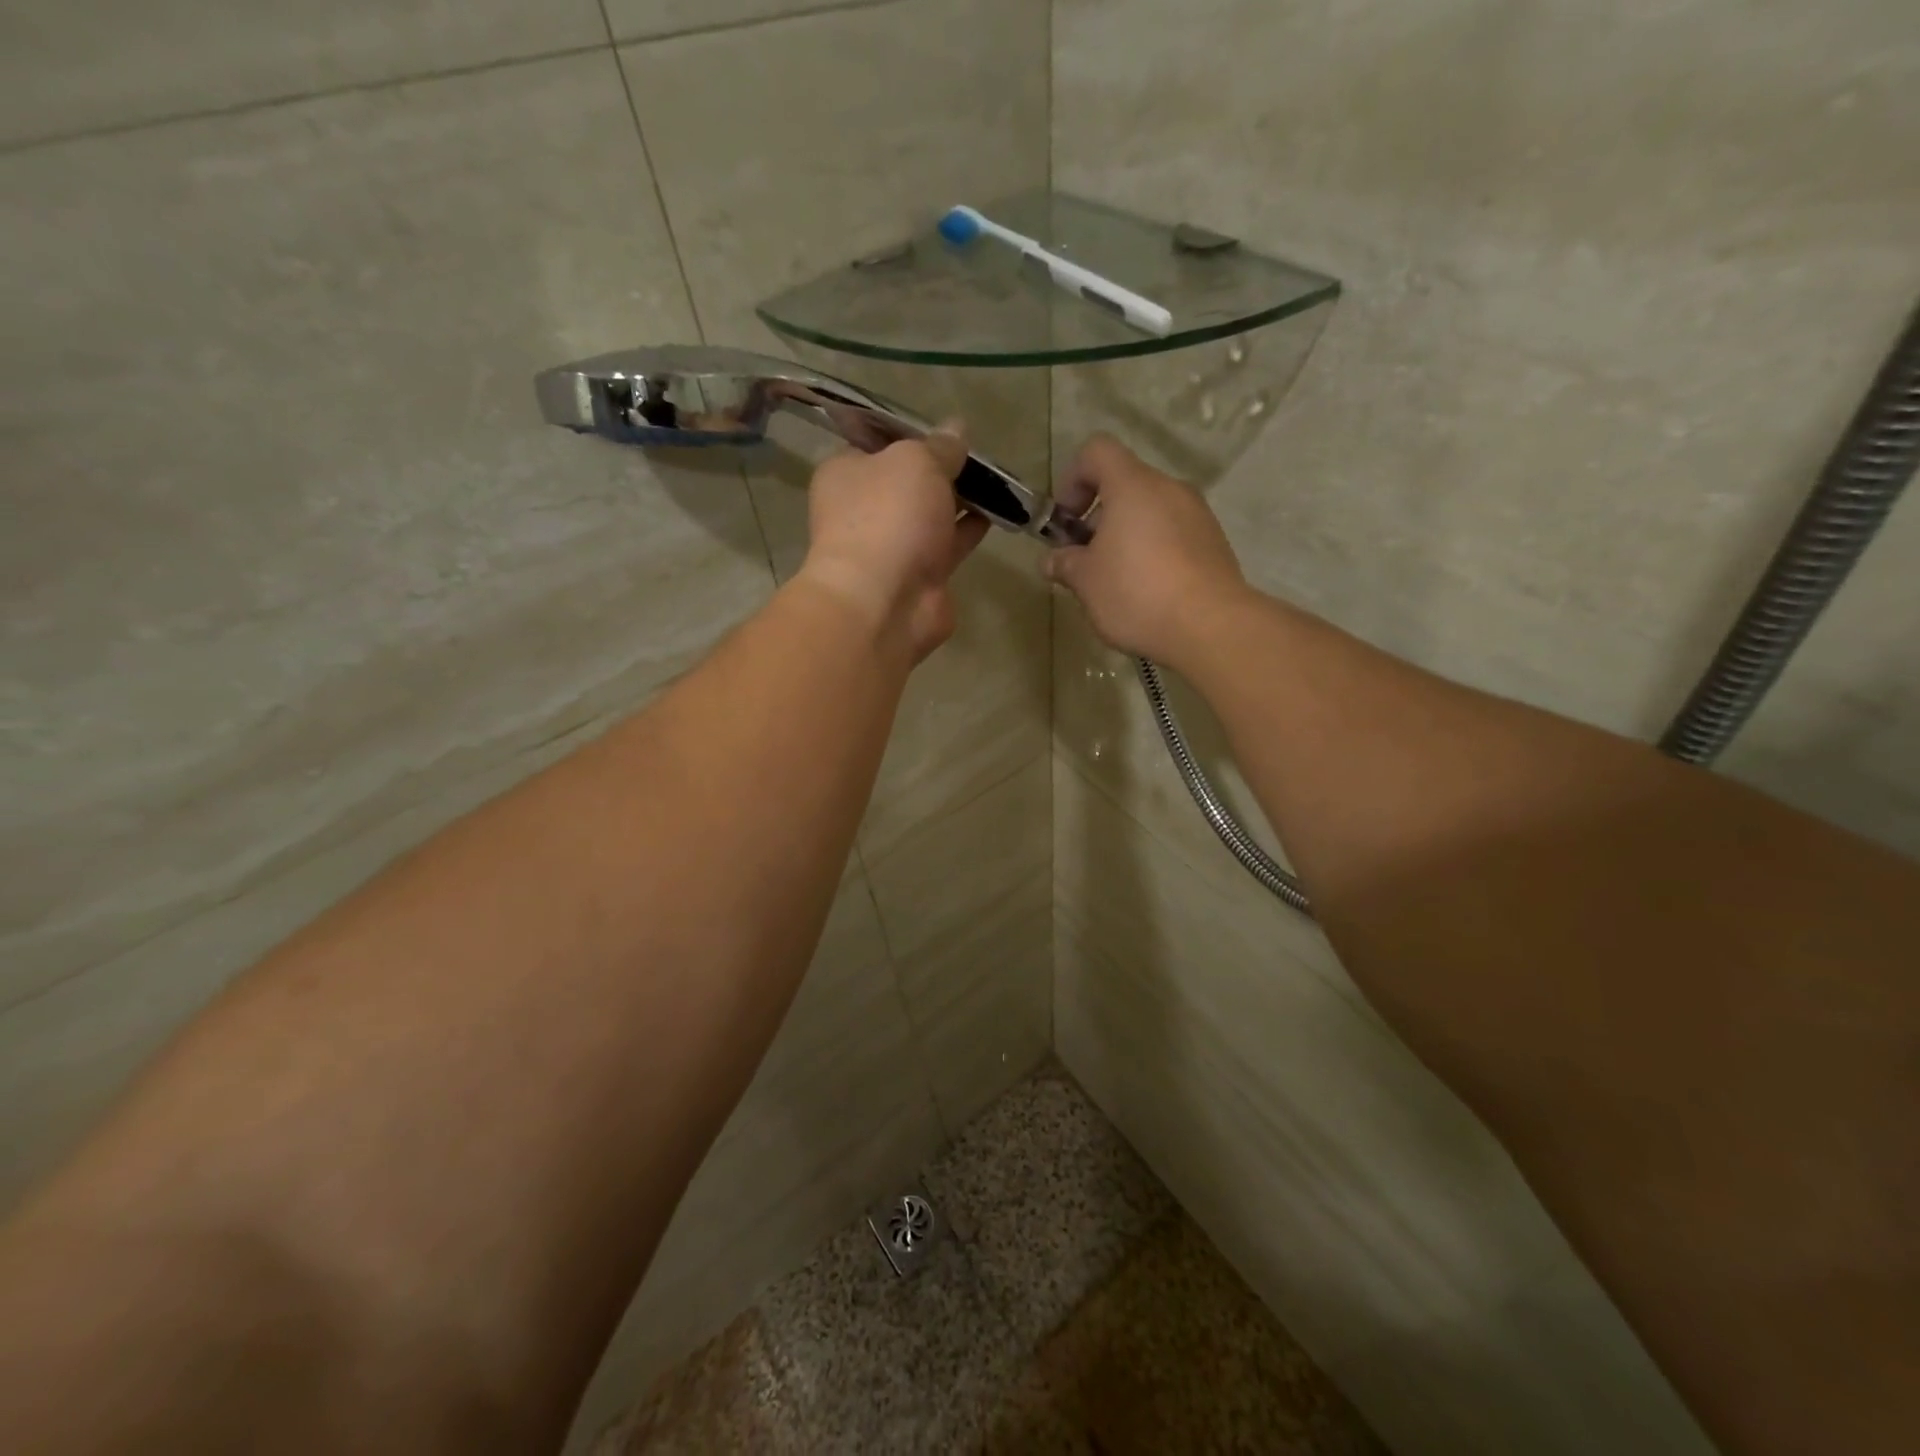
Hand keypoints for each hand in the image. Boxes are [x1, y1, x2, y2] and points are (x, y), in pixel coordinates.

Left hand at [797, 426, 990, 663]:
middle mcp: (864, 510)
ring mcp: (892, 546)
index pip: (877, 444)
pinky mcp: (921, 577)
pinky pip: (948, 545)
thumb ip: (940, 446)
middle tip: (981, 455)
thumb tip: (956, 429)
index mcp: (846, 473)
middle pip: (908, 481)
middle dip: (943, 470)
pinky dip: (969, 530)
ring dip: (960, 500)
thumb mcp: (917, 461)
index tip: (947, 431)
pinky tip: (997, 513)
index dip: (913, 435)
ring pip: (931, 514)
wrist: (885, 602)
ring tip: (998, 482)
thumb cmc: (889, 517)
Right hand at [1044, 435, 1249, 665]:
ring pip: (1151, 511)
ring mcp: (1197, 515)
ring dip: (1127, 536)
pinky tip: (1148, 592)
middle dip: (1098, 517)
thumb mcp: (1086, 582)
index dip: (1072, 479)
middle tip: (1086, 560)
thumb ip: (1065, 564)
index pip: (1096, 452)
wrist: (1211, 627)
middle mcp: (1169, 489)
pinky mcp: (1214, 542)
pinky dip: (1154, 551)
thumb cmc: (1137, 593)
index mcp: (1133, 486)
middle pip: (1125, 484)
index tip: (1066, 521)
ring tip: (1117, 582)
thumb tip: (1052, 561)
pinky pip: (1174, 534)